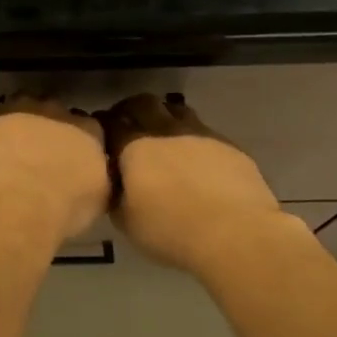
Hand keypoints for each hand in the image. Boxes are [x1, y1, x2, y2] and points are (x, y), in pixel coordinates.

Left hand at [0, 93, 110, 244]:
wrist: (14, 202)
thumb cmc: (64, 206)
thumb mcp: (98, 199)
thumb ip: (98, 177)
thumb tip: (92, 175)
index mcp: (88, 130)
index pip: (90, 128)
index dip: (80, 143)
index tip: (74, 160)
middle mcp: (55, 110)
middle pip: (55, 112)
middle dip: (49, 130)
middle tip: (41, 156)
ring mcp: (18, 109)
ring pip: (20, 109)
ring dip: (19, 126)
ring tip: (12, 154)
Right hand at [99, 94, 296, 275]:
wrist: (235, 233)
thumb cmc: (171, 230)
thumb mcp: (127, 222)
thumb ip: (116, 196)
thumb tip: (116, 184)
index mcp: (134, 147)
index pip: (111, 122)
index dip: (103, 125)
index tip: (101, 134)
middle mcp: (165, 130)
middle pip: (143, 103)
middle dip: (131, 109)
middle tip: (129, 125)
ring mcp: (200, 133)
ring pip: (176, 109)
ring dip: (164, 116)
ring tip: (163, 137)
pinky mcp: (228, 145)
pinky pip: (204, 130)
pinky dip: (193, 138)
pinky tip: (196, 159)